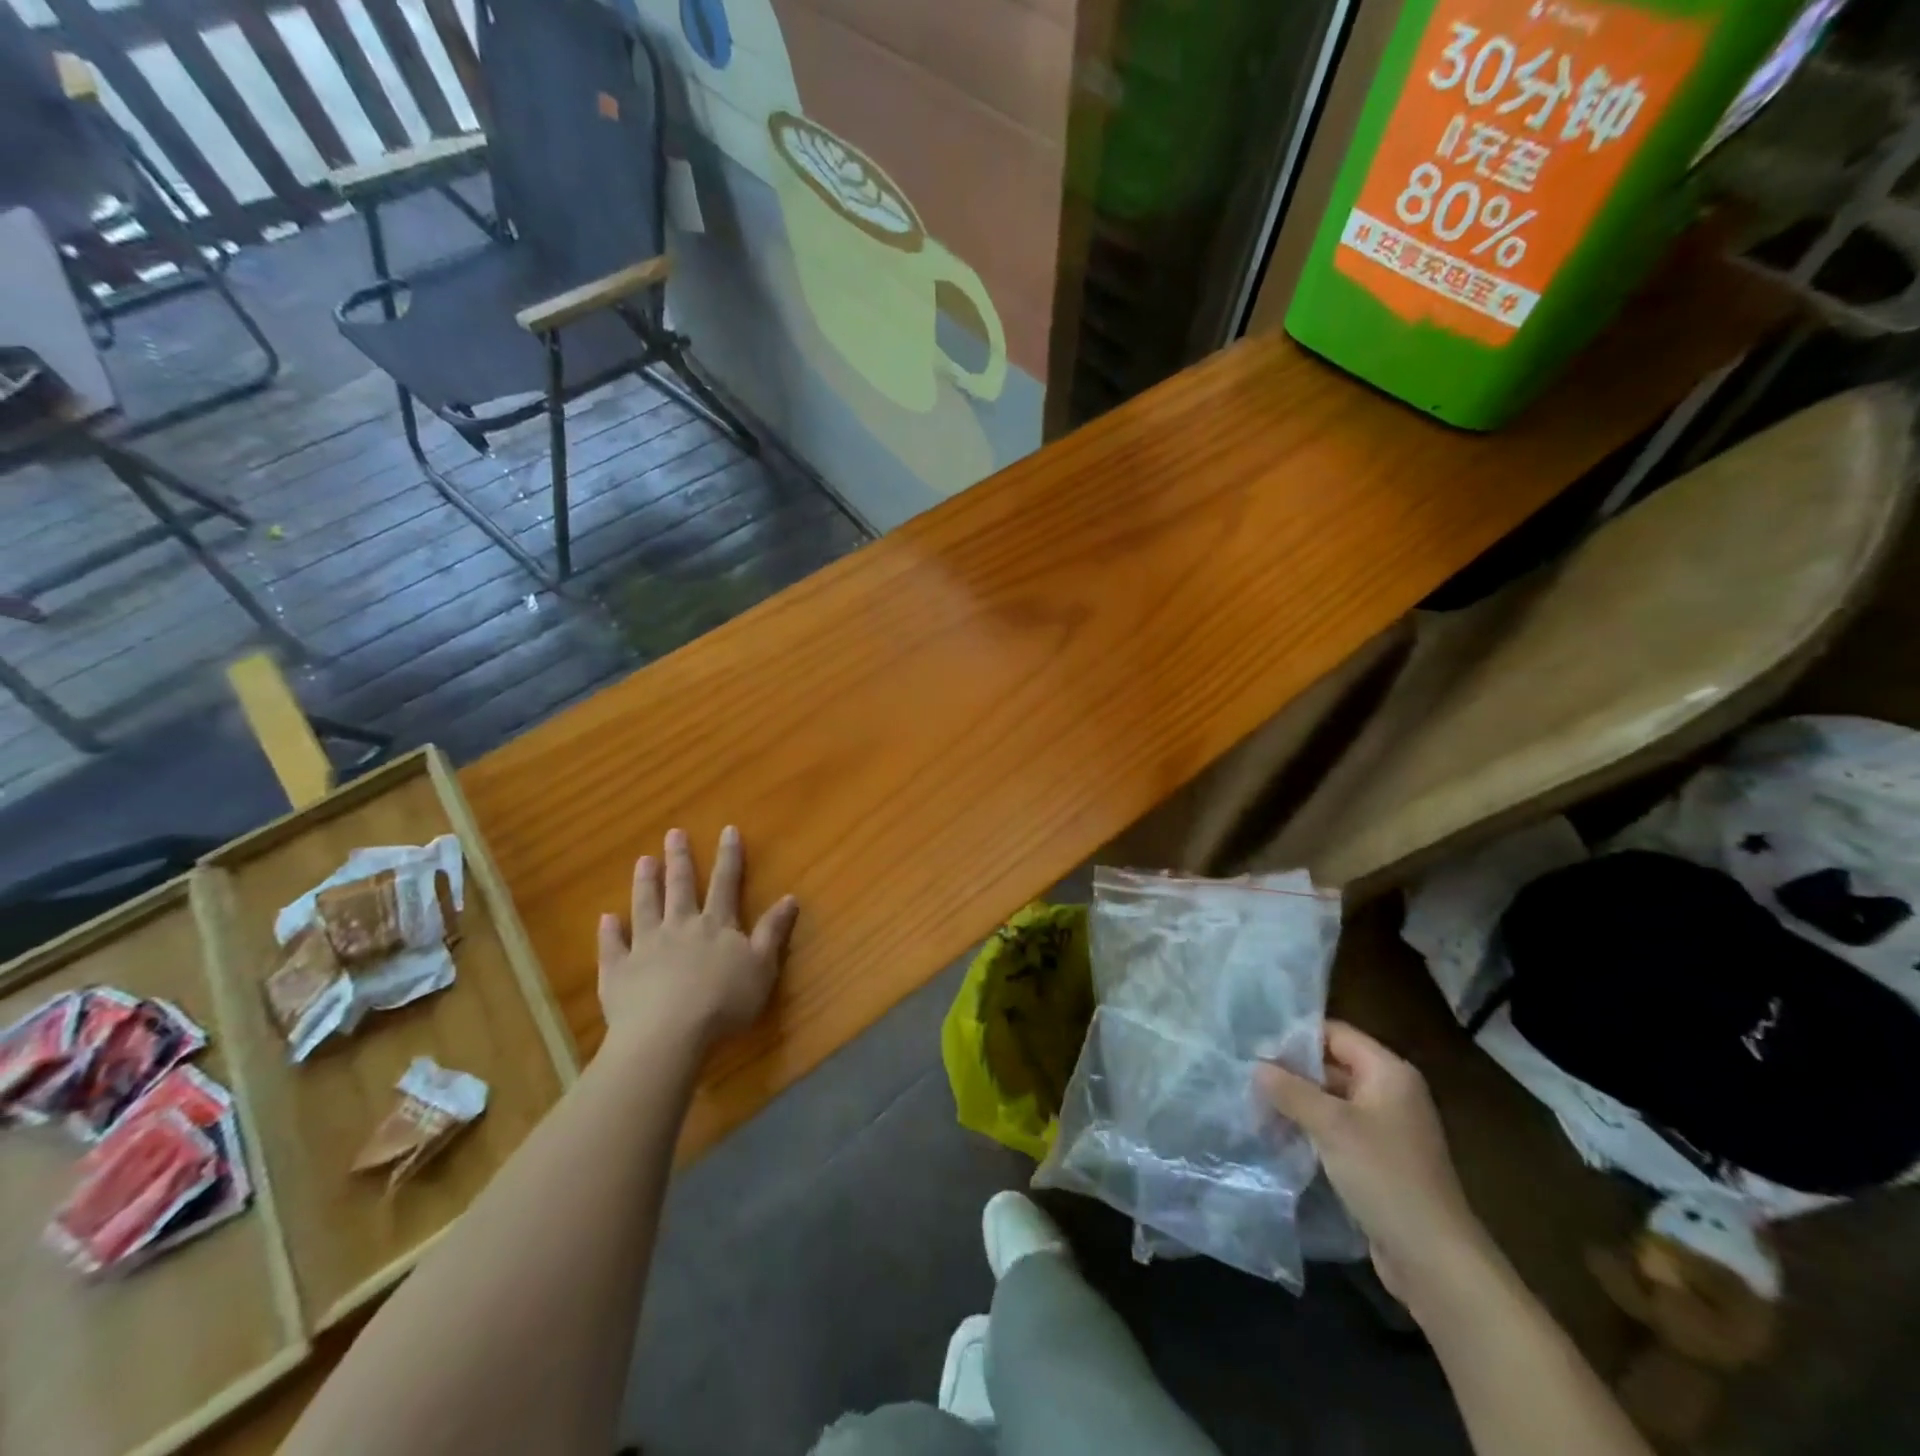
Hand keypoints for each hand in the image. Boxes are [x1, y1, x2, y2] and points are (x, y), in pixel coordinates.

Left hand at [596, 826, 799, 1047]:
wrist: (668, 1033)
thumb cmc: (723, 1001)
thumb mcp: (762, 966)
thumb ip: (773, 931)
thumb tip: (790, 897)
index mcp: (716, 925)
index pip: (726, 883)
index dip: (728, 856)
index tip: (727, 830)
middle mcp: (680, 927)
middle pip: (680, 887)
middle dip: (679, 859)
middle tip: (673, 833)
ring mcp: (646, 946)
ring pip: (645, 907)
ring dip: (645, 883)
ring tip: (643, 860)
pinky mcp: (618, 971)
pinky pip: (613, 946)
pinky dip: (609, 931)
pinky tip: (606, 918)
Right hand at [1257, 1021, 1491, 1311]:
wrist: (1434, 1261)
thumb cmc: (1385, 1176)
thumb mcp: (1331, 1125)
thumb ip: (1291, 1090)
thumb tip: (1256, 1066)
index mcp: (1389, 1072)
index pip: (1335, 1034)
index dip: (1296, 1035)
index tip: (1255, 1044)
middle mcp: (1391, 1093)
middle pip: (1332, 1065)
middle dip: (1291, 1071)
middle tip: (1247, 1074)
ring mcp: (1386, 1129)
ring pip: (1332, 1100)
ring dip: (1298, 1102)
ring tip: (1254, 1104)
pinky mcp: (1379, 1161)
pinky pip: (1338, 1130)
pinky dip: (1311, 1128)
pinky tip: (1279, 1135)